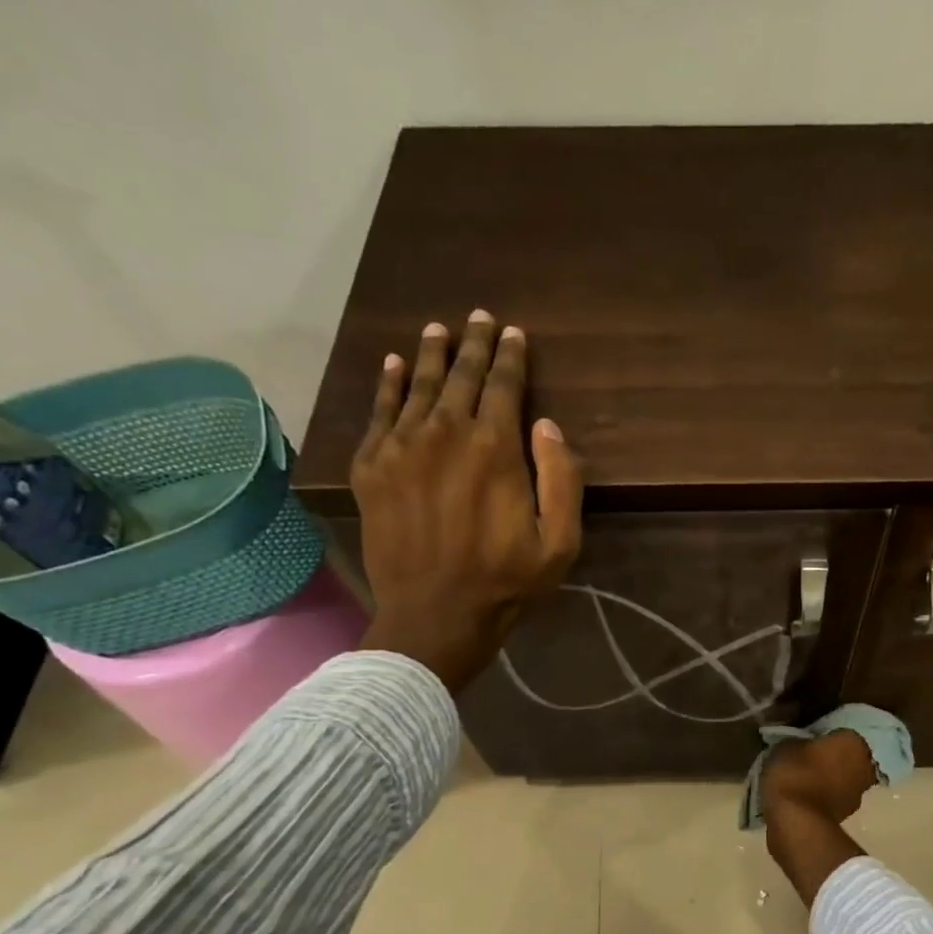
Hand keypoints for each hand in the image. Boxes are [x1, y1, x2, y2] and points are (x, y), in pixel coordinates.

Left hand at [353, 309, 583, 690]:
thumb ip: (561, 480)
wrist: (434, 615)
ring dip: (431, 355)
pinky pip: (378, 413)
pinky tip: (393, 365)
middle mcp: (444, 434)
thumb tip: (546, 426)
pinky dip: (387, 385)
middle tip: (478, 318)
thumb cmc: (506, 583)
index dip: (510, 357)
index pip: (503, 386)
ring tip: (438, 330)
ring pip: (417, 386)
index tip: (513, 333)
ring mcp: (401, 448)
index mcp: (494, 449)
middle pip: (459, 376)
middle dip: (473, 345)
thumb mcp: (559, 543)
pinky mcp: (372, 469)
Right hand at [760, 730, 878, 824]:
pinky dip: (821, 797)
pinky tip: (801, 798)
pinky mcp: (846, 816)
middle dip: (828, 758)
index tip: (804, 741)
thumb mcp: (785, 745)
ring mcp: (858, 793)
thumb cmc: (794, 774)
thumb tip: (801, 744)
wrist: (798, 823)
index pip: (839, 731)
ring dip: (826, 779)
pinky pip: (832, 798)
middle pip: (845, 756)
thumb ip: (798, 740)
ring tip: (800, 780)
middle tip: (803, 759)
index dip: (821, 736)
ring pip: (841, 778)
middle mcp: (865, 765)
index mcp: (853, 741)